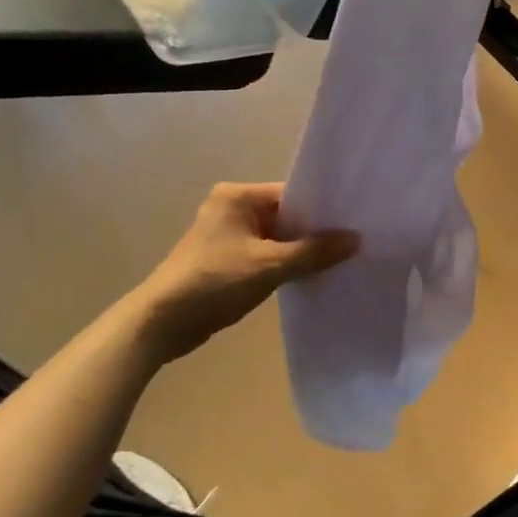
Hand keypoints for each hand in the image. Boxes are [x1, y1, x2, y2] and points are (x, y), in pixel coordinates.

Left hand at [137, 183, 357, 361]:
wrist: (161, 322)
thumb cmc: (215, 281)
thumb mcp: (270, 265)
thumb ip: (314, 252)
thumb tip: (356, 239)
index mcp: (237, 196)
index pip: (291, 194)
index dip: (322, 210)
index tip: (354, 223)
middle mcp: (231, 208)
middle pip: (285, 215)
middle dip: (313, 233)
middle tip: (352, 244)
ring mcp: (226, 235)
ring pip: (275, 237)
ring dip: (298, 251)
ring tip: (339, 261)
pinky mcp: (224, 260)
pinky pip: (264, 255)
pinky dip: (282, 264)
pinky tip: (309, 277)